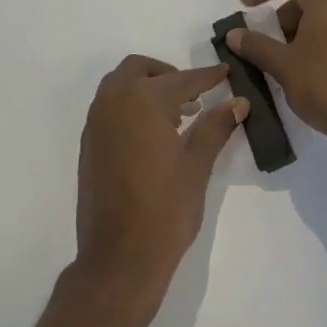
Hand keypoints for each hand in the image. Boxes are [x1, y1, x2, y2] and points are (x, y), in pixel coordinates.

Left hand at [73, 56, 246, 326]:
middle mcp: (113, 102)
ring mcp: (96, 123)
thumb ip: (215, 127)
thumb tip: (237, 102)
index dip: (205, 77)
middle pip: (139, 69)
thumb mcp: (196, 165)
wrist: (119, 257)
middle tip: (194, 95)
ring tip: (177, 115)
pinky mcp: (89, 143)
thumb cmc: (165, 209)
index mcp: (142, 101)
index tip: (224, 72)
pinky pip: (110, 108)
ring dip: (146, 88)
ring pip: (120, 86)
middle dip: (167, 75)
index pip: (181, 80)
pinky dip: (130, 106)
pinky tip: (153, 134)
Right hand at [227, 0, 326, 164]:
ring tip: (284, 59)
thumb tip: (234, 34)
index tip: (244, 7)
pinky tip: (308, 67)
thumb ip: (255, 45)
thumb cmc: (326, 84)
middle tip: (264, 40)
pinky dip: (317, 38)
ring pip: (322, 13)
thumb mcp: (282, 65)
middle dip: (280, 15)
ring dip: (299, 29)